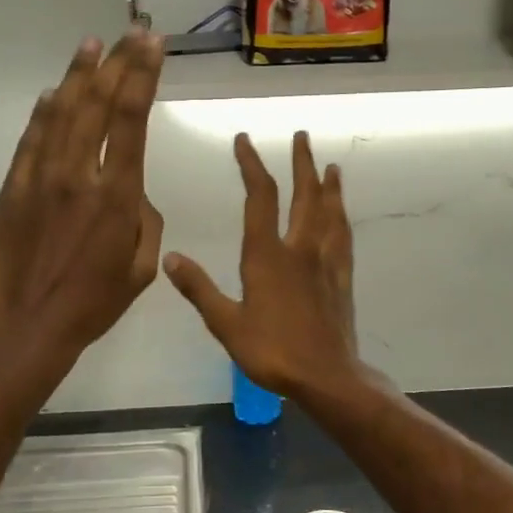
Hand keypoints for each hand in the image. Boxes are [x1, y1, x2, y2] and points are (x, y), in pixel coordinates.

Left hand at [0, 31, 164, 361]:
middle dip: (118, 63)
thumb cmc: (93, 304)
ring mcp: (40, 178)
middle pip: (98, 104)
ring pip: (62, 113)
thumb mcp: (140, 268)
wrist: (27, 325)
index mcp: (116, 196)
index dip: (142, 75)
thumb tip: (131, 192)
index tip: (152, 45)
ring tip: (92, 44)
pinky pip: (31, 139)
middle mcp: (78, 175)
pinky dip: (44, 112)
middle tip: (132, 32)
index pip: (131, 120)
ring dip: (79, 75)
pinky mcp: (12, 188)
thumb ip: (143, 220)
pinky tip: (54, 93)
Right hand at [164, 131, 364, 402]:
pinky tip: (343, 215)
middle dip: (300, 163)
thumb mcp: (226, 324)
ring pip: (329, 213)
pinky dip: (342, 219)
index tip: (245, 140)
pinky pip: (343, 239)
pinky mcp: (341, 279)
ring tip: (331, 165)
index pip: (260, 198)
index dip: (251, 165)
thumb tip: (170, 257)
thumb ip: (199, 288)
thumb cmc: (272, 351)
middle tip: (301, 135)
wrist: (326, 376)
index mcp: (267, 256)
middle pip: (303, 196)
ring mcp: (325, 262)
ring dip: (329, 186)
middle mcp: (299, 249)